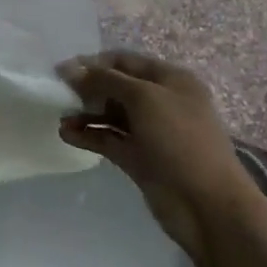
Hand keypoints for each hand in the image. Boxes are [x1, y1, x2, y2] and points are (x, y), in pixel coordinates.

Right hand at [58, 53, 260, 258]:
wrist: (207, 205)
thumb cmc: (179, 140)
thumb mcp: (144, 99)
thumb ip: (105, 80)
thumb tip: (71, 68)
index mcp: (170, 80)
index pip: (125, 61)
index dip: (94, 62)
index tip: (62, 71)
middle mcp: (161, 102)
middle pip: (116, 87)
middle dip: (88, 88)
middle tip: (59, 94)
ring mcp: (150, 132)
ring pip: (111, 115)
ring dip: (85, 114)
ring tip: (61, 118)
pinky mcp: (140, 158)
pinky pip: (109, 139)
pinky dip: (89, 135)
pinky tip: (66, 135)